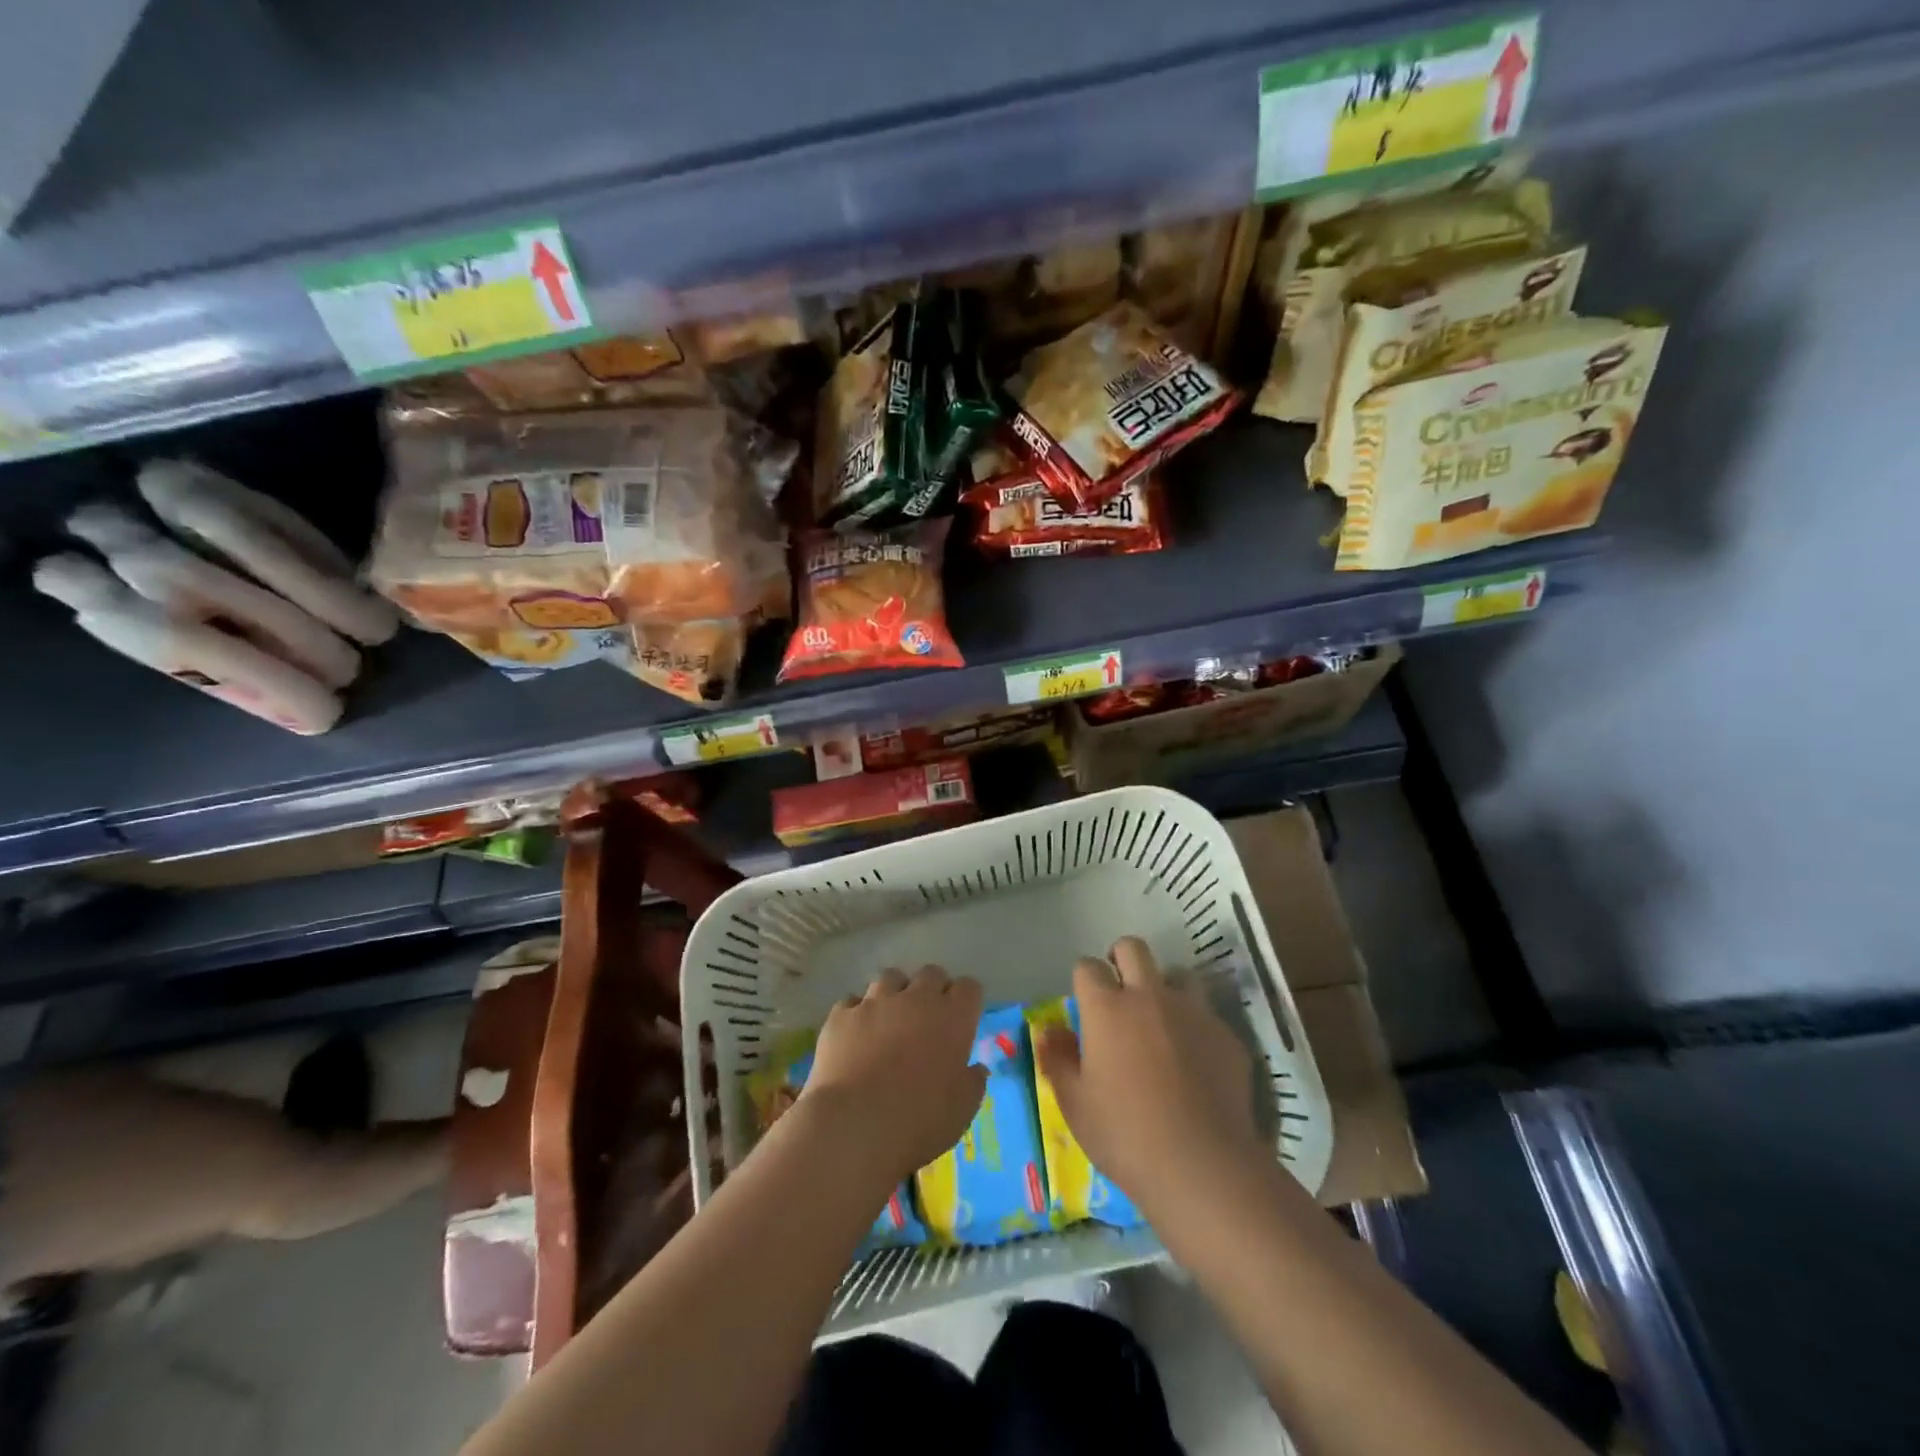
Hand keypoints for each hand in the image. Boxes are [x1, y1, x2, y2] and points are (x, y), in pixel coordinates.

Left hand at [802, 966, 985, 1182]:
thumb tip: (976, 1069)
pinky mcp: (842, 1014)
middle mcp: (916, 999)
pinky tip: (855, 1036)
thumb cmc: (919, 1122)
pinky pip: (852, 1001)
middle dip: (932, 989)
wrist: (854, 1125)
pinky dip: (857, 1014)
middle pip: (931, 973)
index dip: (965, 1000)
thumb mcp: (961, 1111)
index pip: (969, 987)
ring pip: (890, 978)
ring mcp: (876, 1002)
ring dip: (894, 994)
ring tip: (889, 1020)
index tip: (961, 1019)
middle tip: (927, 1018)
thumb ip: (973, 1083)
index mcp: (953, 1018)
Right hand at [1034, 937, 1260, 1215]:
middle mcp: (1149, 997)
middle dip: (1121, 959)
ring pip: (1175, 976)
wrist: (1203, 1166)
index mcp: (1107, 1008)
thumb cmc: (1125, 1136)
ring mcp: (1192, 1012)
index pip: (1087, 967)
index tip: (1084, 1003)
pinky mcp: (1225, 1034)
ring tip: (1159, 1025)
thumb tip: (1050, 1031)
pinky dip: (1193, 1028)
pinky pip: (1204, 1016)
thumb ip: (1058, 1060)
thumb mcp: (1075, 1104)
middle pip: (1133, 948)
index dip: (1083, 980)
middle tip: (1119, 993)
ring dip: (1162, 990)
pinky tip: (1194, 1064)